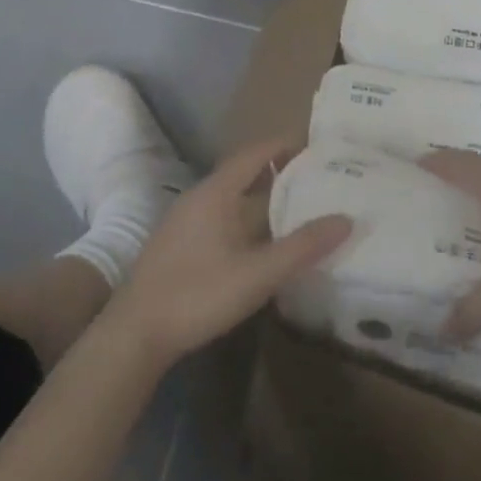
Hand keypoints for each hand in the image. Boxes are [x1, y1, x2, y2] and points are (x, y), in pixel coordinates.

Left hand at [105, 137, 350, 363]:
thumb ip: (302, 247)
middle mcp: (200, 198)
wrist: (133, 335)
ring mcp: (186, 222)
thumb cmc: (197, 295)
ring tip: (300, 209)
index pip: (256, 152)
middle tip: (319, 179)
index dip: (286, 145)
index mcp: (216, 192)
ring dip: (264, 199)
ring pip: (233, 199)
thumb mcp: (257, 274)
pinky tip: (263, 244)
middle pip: (245, 173)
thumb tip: (346, 219)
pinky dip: (247, 220)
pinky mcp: (179, 246)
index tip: (318, 147)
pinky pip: (222, 218)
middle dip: (281, 173)